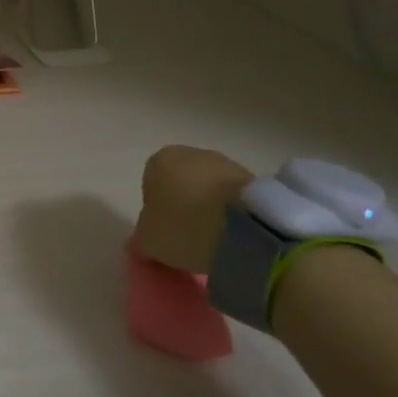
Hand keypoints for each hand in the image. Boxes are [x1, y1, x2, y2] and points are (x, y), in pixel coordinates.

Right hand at [131, 145, 253, 275]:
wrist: (245, 229)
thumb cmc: (183, 227)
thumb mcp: (148, 241)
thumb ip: (142, 238)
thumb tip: (143, 242)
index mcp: (160, 160)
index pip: (150, 184)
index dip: (156, 210)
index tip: (164, 232)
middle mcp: (192, 153)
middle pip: (182, 183)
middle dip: (184, 206)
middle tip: (188, 237)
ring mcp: (227, 164)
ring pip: (210, 190)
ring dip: (210, 210)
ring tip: (214, 241)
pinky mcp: (256, 180)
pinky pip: (234, 199)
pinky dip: (232, 214)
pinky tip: (234, 236)